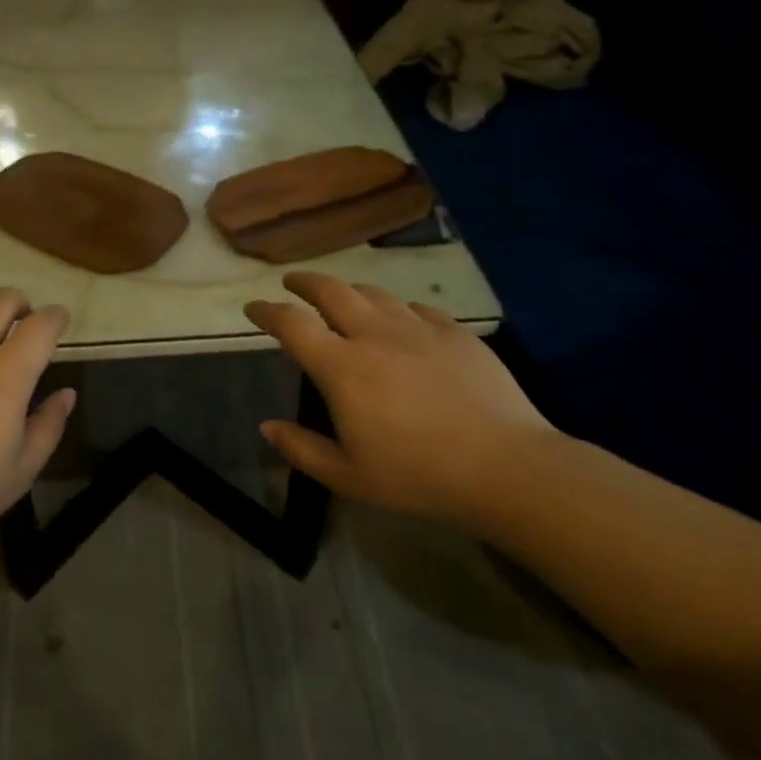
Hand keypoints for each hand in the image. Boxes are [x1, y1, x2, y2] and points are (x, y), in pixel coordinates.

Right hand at [243, 272, 560, 521]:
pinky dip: (397, 309)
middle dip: (305, 282)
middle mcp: (374, 335)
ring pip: (374, 293)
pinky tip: (401, 321)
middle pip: (331, 290)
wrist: (507, 468)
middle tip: (292, 283)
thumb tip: (267, 426)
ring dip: (349, 290)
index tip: (253, 308)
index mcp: (342, 367)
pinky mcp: (455, 333)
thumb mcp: (349, 476)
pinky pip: (417, 309)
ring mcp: (418, 329)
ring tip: (342, 296)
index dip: (266, 311)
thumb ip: (301, 449)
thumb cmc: (419, 477)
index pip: (291, 324)